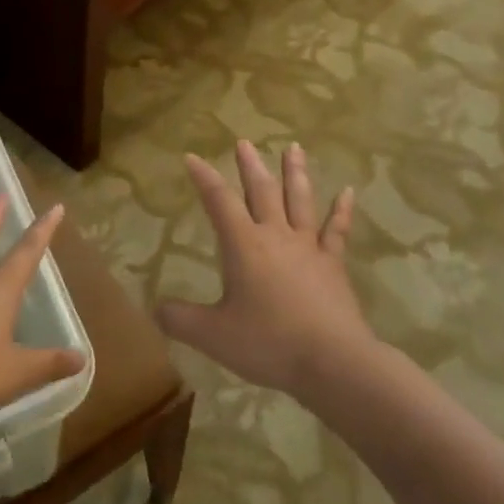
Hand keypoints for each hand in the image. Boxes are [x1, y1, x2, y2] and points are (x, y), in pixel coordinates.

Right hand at [156, 140, 371, 398]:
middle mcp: (275, 236)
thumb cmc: (269, 342)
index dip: (204, 178)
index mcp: (244, 245)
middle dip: (250, 166)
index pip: (219, 202)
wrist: (332, 361)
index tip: (192, 157)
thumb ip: (181, 320)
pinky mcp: (333, 265)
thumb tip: (155, 309)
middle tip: (245, 142)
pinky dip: (342, 210)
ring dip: (295, 173)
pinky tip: (348, 192)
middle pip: (261, 191)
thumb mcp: (213, 335)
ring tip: (293, 147)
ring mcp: (308, 247)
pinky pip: (337, 231)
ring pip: (299, 201)